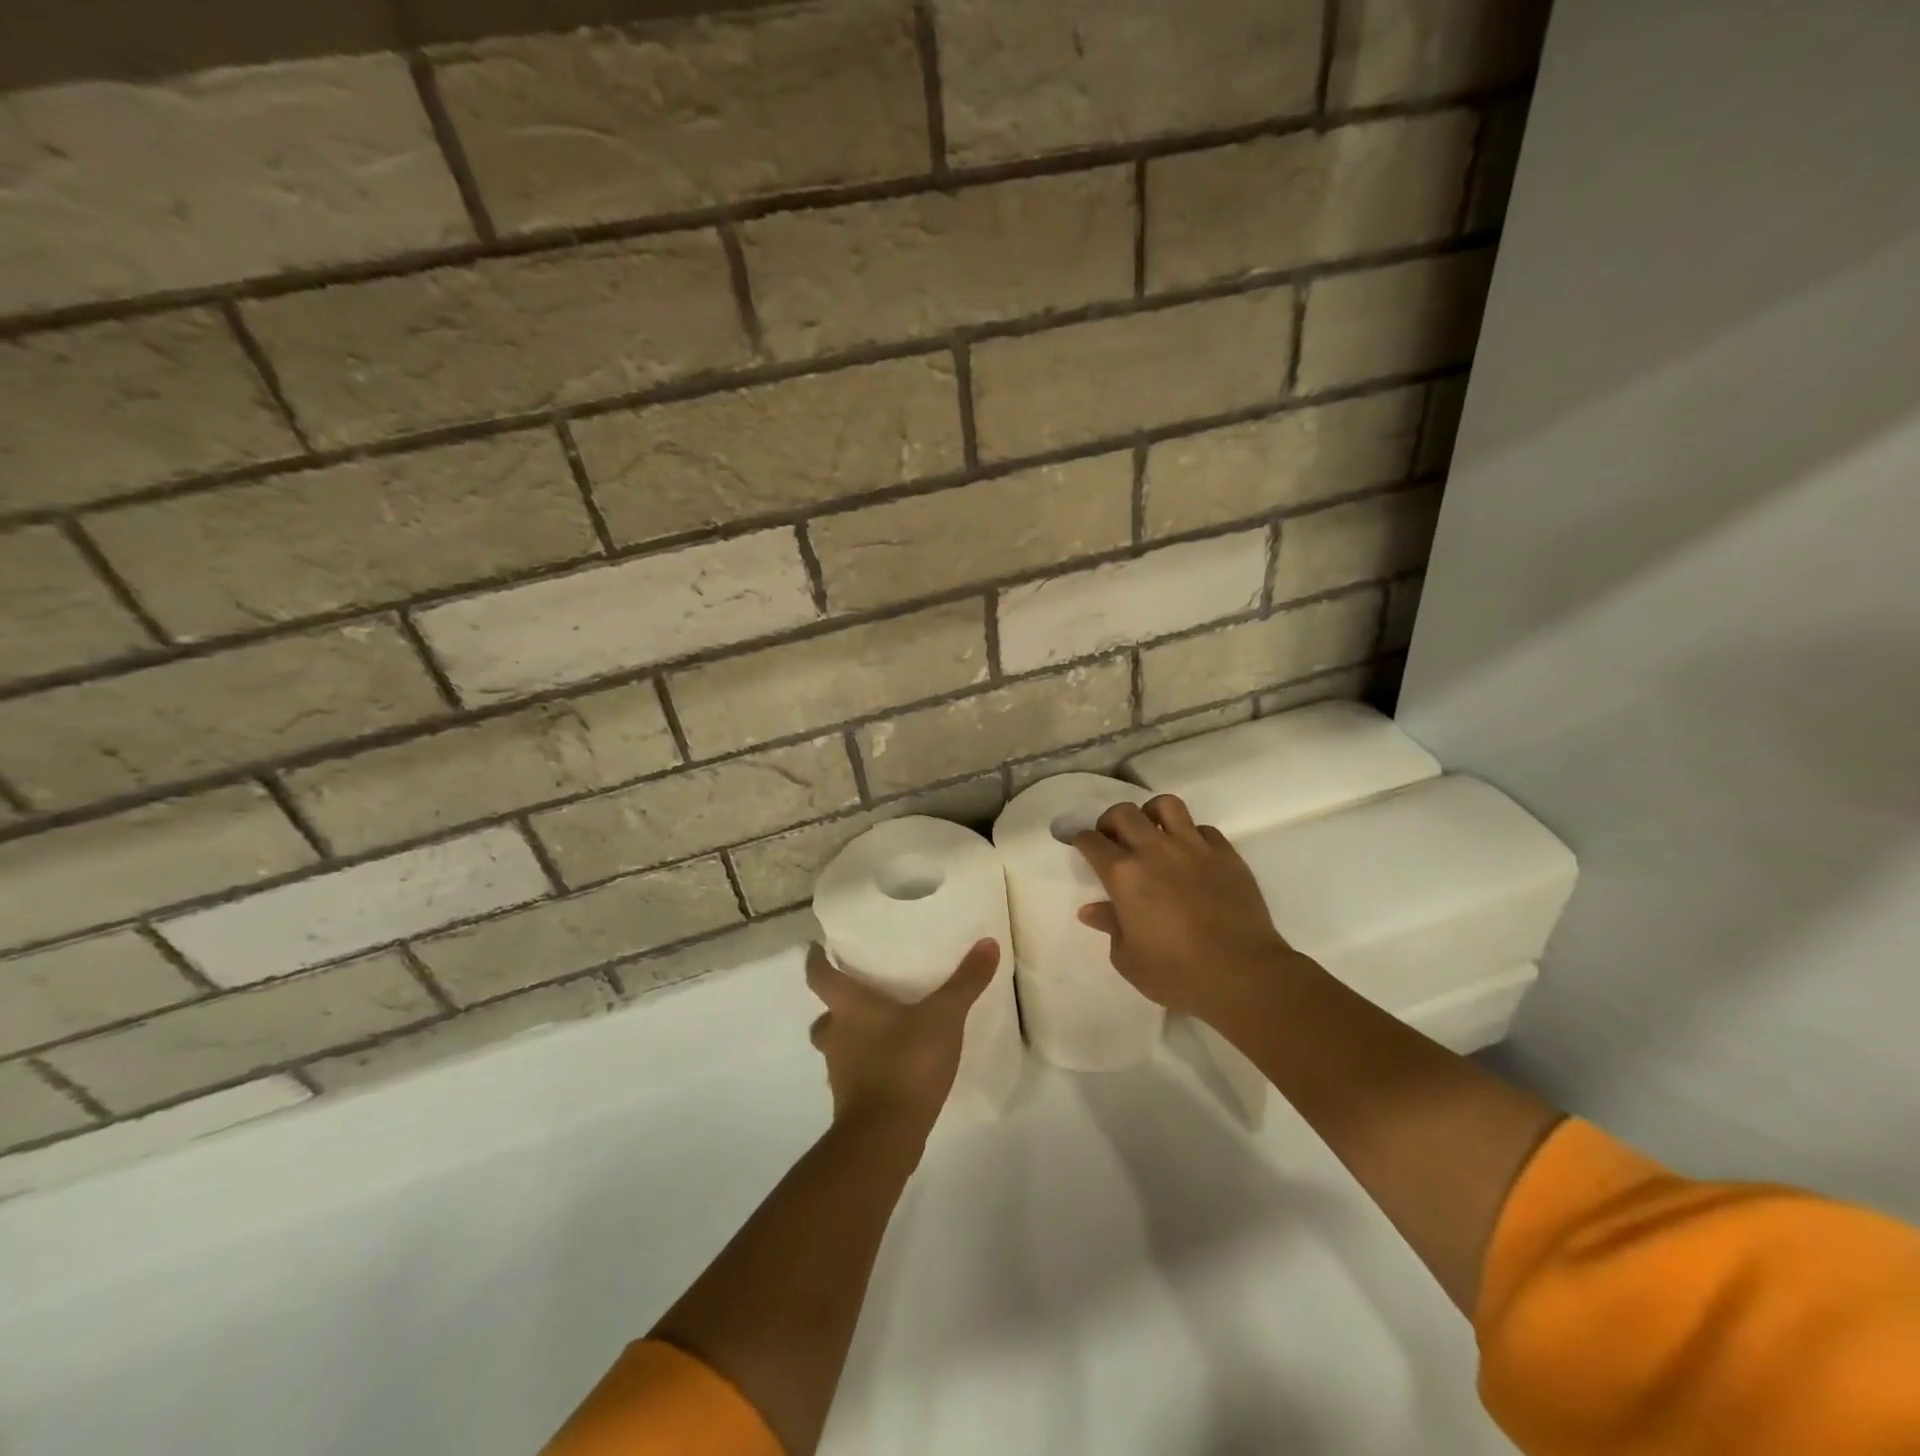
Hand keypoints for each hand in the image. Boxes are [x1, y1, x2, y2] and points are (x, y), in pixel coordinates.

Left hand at [805, 939, 999, 1134]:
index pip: (818, 976)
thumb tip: (988, 942)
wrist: (885, 1138)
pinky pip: (853, 1074)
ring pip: (837, 1045)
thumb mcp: (944, 1017)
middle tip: (861, 992)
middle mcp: (836, 1035)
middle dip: (838, 1004)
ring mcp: (840, 1072)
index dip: (816, 960)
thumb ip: (965, 982)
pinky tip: (892, 1065)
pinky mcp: (851, 1101)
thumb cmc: (906, 1063)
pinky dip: (866, 1066)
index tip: (816, 948)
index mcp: (848, 1007)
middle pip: (825, 1014)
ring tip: (882, 1029)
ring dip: (852, 1036)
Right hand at [1074, 795, 1294, 1022]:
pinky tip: (1191, 855)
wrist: (1242, 974)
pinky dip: (1191, 835)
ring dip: (1152, 813)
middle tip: (1113, 838)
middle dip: (1110, 821)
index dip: (1081, 840)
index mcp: (1123, 876)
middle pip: (1123, 813)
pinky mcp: (1225, 853)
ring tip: (1153, 831)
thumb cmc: (1177, 973)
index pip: (1092, 841)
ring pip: (1166, 805)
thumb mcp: (1128, 959)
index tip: (1081, 846)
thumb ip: (1109, 927)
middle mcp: (1154, 850)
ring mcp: (1193, 847)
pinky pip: (1203, 829)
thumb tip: (1092, 910)